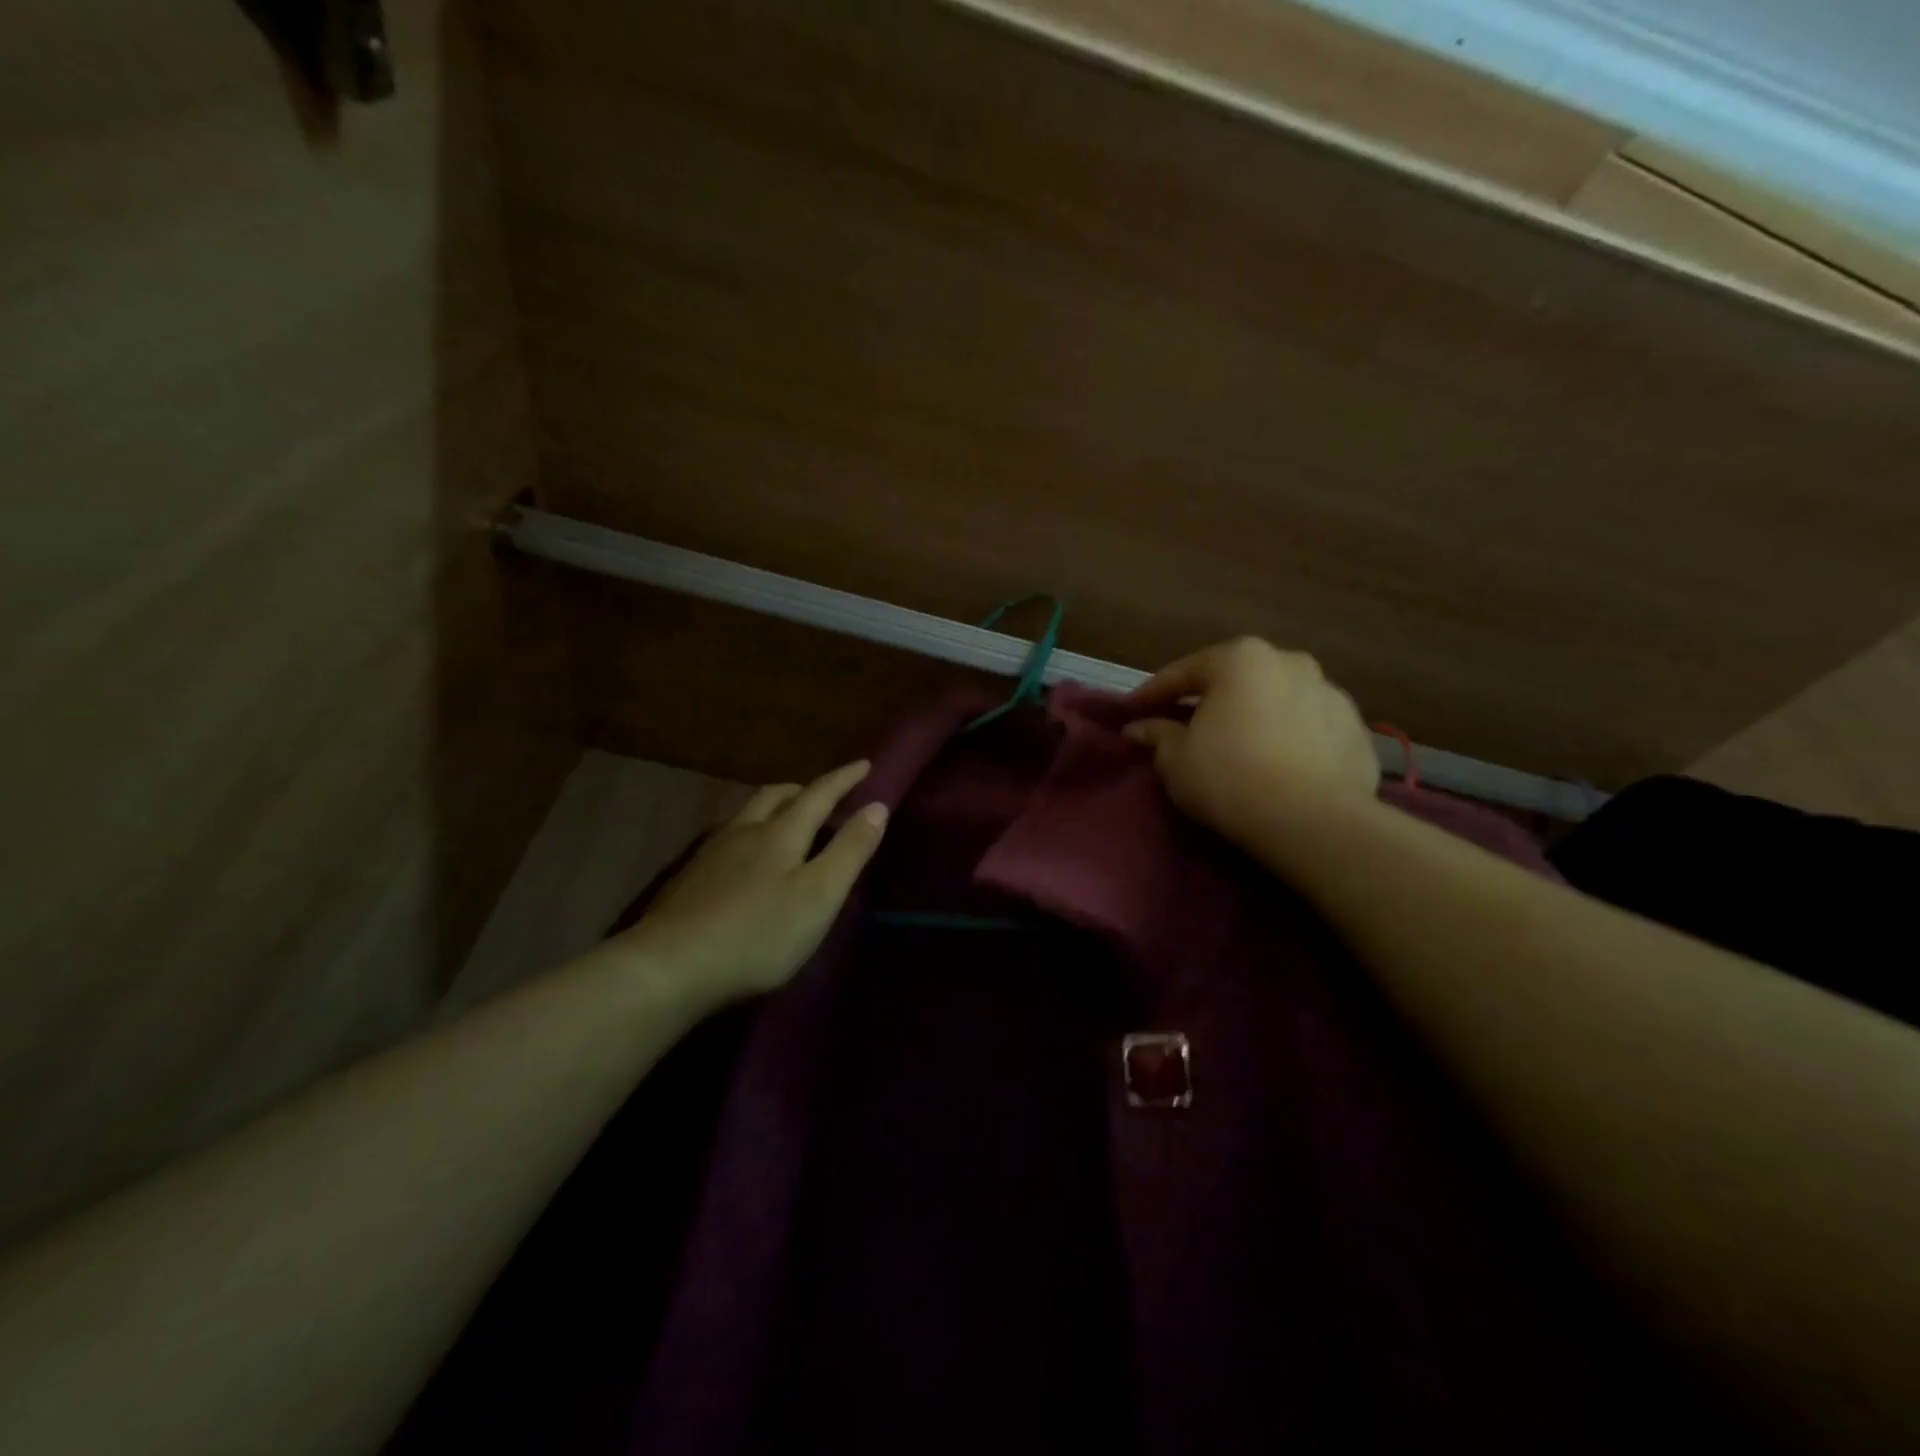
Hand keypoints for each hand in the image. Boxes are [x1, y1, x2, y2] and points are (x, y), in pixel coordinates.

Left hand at [611, 761, 888, 1010]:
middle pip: (775, 797)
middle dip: (803, 790)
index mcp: (781, 834)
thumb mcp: (819, 895)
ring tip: (785, 821)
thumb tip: (878, 806)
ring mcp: (711, 854)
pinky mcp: (689, 880)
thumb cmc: (758, 933)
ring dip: (773, 808)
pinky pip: (726, 839)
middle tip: (822, 795)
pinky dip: (748, 833)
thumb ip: (850, 850)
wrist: (669, 968)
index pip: (819, 794)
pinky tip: (744, 859)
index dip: (844, 779)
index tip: (865, 764)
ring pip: (747, 815)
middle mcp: (744, 832)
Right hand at [1124, 638, 1378, 844]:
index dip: (1153, 693)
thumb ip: (1157, 735)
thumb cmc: (1229, 777)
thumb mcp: (1176, 759)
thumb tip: (1139, 728)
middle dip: (1210, 701)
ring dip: (1255, 718)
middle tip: (1186, 726)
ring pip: (1277, 701)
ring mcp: (1331, 694)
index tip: (1133, 710)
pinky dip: (1290, 740)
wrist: (1313, 822)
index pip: (1184, 672)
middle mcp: (1290, 662)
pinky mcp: (1357, 731)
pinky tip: (1278, 766)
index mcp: (1240, 659)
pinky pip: (1309, 729)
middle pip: (1236, 680)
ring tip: (1239, 748)